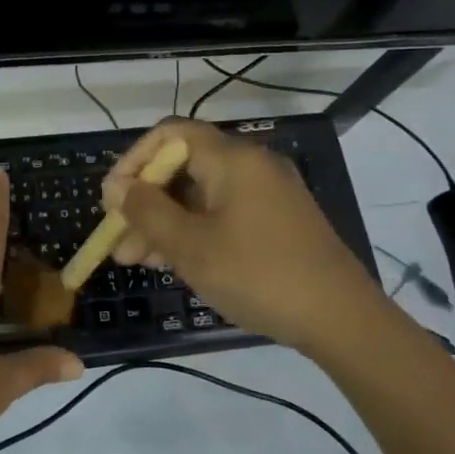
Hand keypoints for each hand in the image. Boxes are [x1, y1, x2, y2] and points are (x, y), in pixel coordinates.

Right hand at [102, 118, 390, 354]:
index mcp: (232, 158)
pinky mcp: (276, 221)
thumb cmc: (258, 274)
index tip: (113, 199)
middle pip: (182, 167)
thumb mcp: (191, 246)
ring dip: (164, 222)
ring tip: (136, 261)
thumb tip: (119, 188)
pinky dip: (193, 231)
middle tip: (118, 241)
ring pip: (200, 196)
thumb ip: (147, 211)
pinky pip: (222, 213)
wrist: (342, 319)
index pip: (169, 134)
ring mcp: (266, 194)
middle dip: (145, 202)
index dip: (134, 160)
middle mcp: (250, 165)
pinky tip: (173, 262)